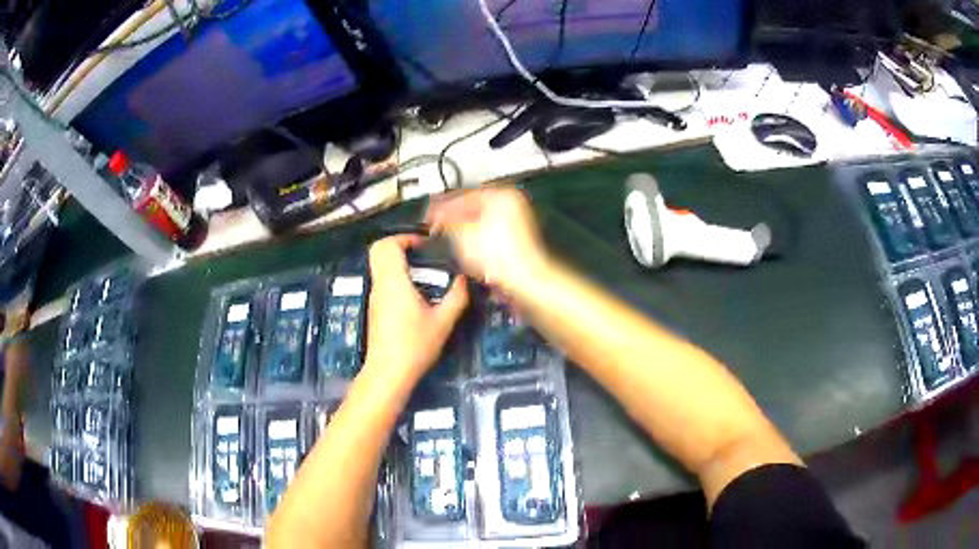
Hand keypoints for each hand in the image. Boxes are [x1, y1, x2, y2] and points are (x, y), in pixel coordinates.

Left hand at [362, 235, 468, 386]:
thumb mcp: (443, 322)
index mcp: (394, 282)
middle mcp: (380, 285)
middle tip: (421, 252)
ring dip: (398, 262)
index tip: (425, 244)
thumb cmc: (415, 345)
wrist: (388, 372)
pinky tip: (416, 293)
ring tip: (424, 272)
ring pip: (380, 267)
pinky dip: (396, 277)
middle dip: (399, 245)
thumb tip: (464, 279)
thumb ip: (456, 297)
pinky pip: (383, 282)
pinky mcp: (375, 310)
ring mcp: (375, 297)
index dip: (405, 238)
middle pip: (378, 251)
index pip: (388, 245)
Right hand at [426, 187, 549, 291]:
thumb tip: (438, 218)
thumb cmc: (501, 255)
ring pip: (480, 221)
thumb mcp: (463, 233)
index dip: (442, 206)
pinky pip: (488, 234)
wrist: (524, 279)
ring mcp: (516, 222)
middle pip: (473, 207)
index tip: (430, 213)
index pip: (464, 195)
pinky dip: (475, 238)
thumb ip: (447, 221)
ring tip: (447, 236)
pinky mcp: (515, 240)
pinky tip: (463, 247)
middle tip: (436, 224)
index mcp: (501, 195)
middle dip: (453, 217)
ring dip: (463, 228)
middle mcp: (512, 204)